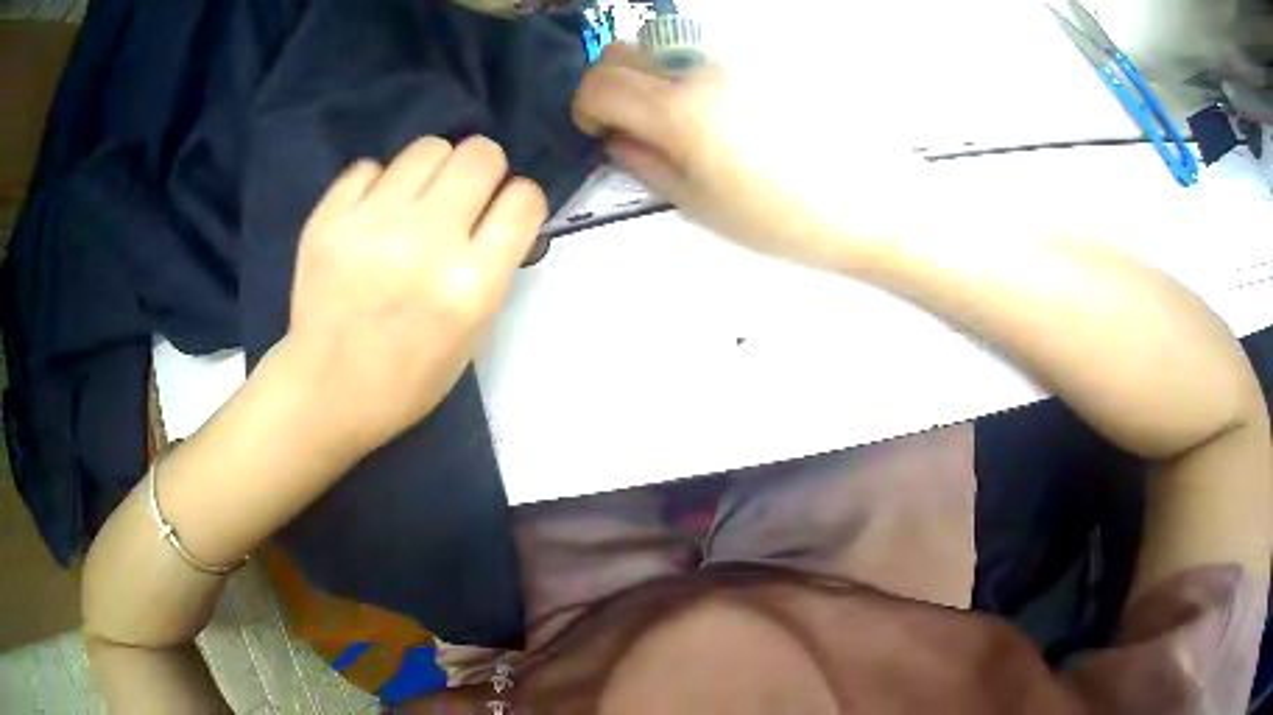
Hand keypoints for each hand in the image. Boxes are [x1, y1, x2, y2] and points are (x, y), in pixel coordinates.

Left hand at [284, 136, 546, 453]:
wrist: (326, 392)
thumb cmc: (408, 378)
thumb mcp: (473, 335)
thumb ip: (492, 267)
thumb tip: (497, 211)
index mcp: (470, 285)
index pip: (523, 198)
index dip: (519, 200)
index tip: (503, 213)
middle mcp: (426, 242)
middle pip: (480, 154)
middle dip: (483, 170)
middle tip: (463, 198)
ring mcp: (371, 225)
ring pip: (428, 147)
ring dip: (433, 170)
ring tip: (416, 201)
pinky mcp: (328, 218)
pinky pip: (370, 166)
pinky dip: (378, 185)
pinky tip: (371, 215)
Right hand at [572, 44, 928, 269]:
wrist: (876, 202)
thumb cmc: (791, 219)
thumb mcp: (702, 205)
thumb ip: (645, 163)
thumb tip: (615, 138)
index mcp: (682, 111)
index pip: (599, 80)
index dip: (586, 105)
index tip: (600, 128)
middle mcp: (706, 65)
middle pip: (624, 49)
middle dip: (612, 83)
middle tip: (635, 121)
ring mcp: (741, 52)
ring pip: (667, 45)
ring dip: (655, 74)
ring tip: (690, 119)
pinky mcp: (769, 52)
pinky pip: (712, 50)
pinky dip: (698, 71)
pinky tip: (732, 108)